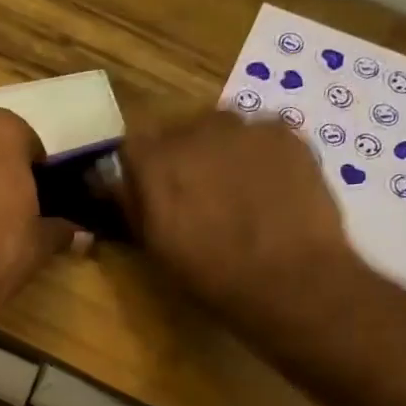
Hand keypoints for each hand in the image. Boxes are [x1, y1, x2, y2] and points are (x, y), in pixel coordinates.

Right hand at [123, 112, 362, 328]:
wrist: (290, 278)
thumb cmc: (211, 273)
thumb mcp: (154, 247)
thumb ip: (132, 205)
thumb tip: (115, 182)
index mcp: (155, 161)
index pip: (133, 145)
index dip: (140, 167)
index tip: (148, 189)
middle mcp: (195, 131)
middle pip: (178, 132)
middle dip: (181, 156)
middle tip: (196, 192)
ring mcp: (243, 126)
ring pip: (220, 130)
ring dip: (219, 151)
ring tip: (235, 187)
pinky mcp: (285, 132)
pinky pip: (260, 134)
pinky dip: (258, 153)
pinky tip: (269, 185)